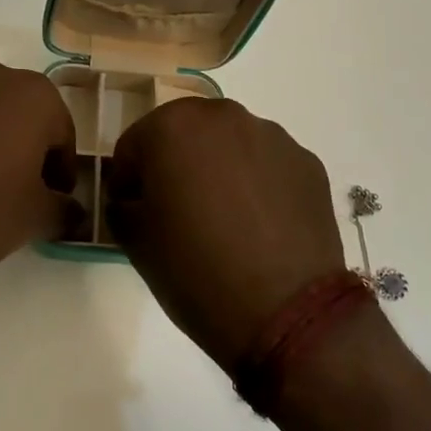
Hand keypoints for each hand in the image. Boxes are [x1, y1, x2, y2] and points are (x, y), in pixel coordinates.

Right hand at [107, 98, 345, 369]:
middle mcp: (224, 117)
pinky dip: (257, 184)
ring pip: (230, 145)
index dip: (128, 179)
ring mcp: (272, 136)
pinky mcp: (307, 163)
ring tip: (223, 220)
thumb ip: (123, 206)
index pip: (134, 144)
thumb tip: (132, 200)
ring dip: (218, 169)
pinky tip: (259, 226)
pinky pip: (267, 165)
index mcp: (173, 127)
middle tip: (176, 210)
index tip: (133, 210)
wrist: (286, 313)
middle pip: (185, 133)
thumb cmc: (195, 271)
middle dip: (175, 164)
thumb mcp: (136, 242)